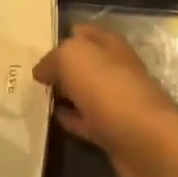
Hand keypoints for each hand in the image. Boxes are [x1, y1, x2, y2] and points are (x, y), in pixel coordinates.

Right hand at [33, 24, 177, 176]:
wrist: (146, 144)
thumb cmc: (109, 89)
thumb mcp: (73, 57)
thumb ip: (54, 58)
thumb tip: (41, 71)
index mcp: (110, 43)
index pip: (83, 32)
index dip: (62, 36)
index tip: (37, 47)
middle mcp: (116, 68)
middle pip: (85, 63)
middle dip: (62, 67)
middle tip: (31, 74)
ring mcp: (118, 102)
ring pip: (85, 92)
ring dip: (66, 93)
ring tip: (36, 97)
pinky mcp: (115, 134)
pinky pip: (88, 121)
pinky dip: (72, 119)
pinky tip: (55, 120)